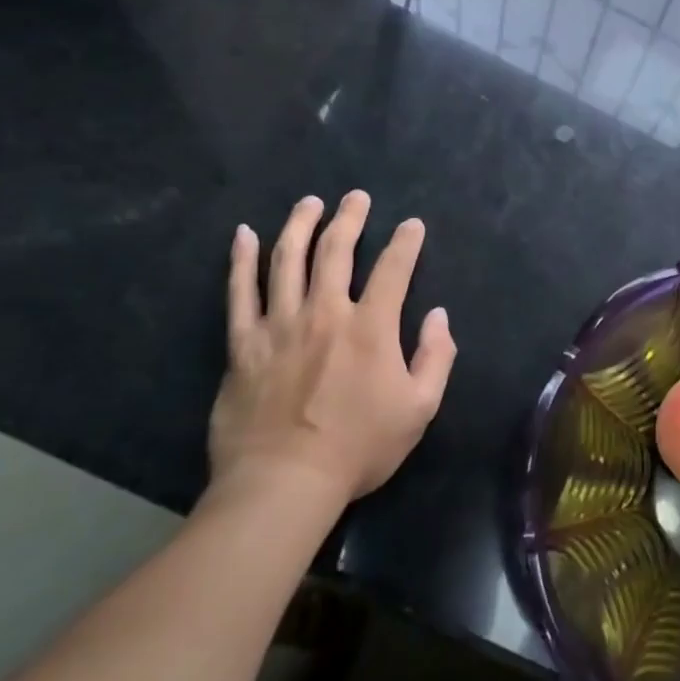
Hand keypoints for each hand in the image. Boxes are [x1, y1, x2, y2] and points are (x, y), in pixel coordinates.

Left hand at [208, 192, 455, 514]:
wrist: (283, 483)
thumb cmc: (359, 447)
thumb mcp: (420, 408)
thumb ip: (437, 356)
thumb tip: (439, 315)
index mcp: (371, 327)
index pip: (394, 269)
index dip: (406, 243)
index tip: (412, 225)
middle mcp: (325, 313)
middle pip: (336, 251)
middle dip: (350, 218)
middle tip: (356, 197)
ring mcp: (279, 325)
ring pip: (287, 260)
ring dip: (300, 225)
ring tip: (309, 203)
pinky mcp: (243, 344)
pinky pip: (239, 293)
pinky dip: (240, 260)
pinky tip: (243, 234)